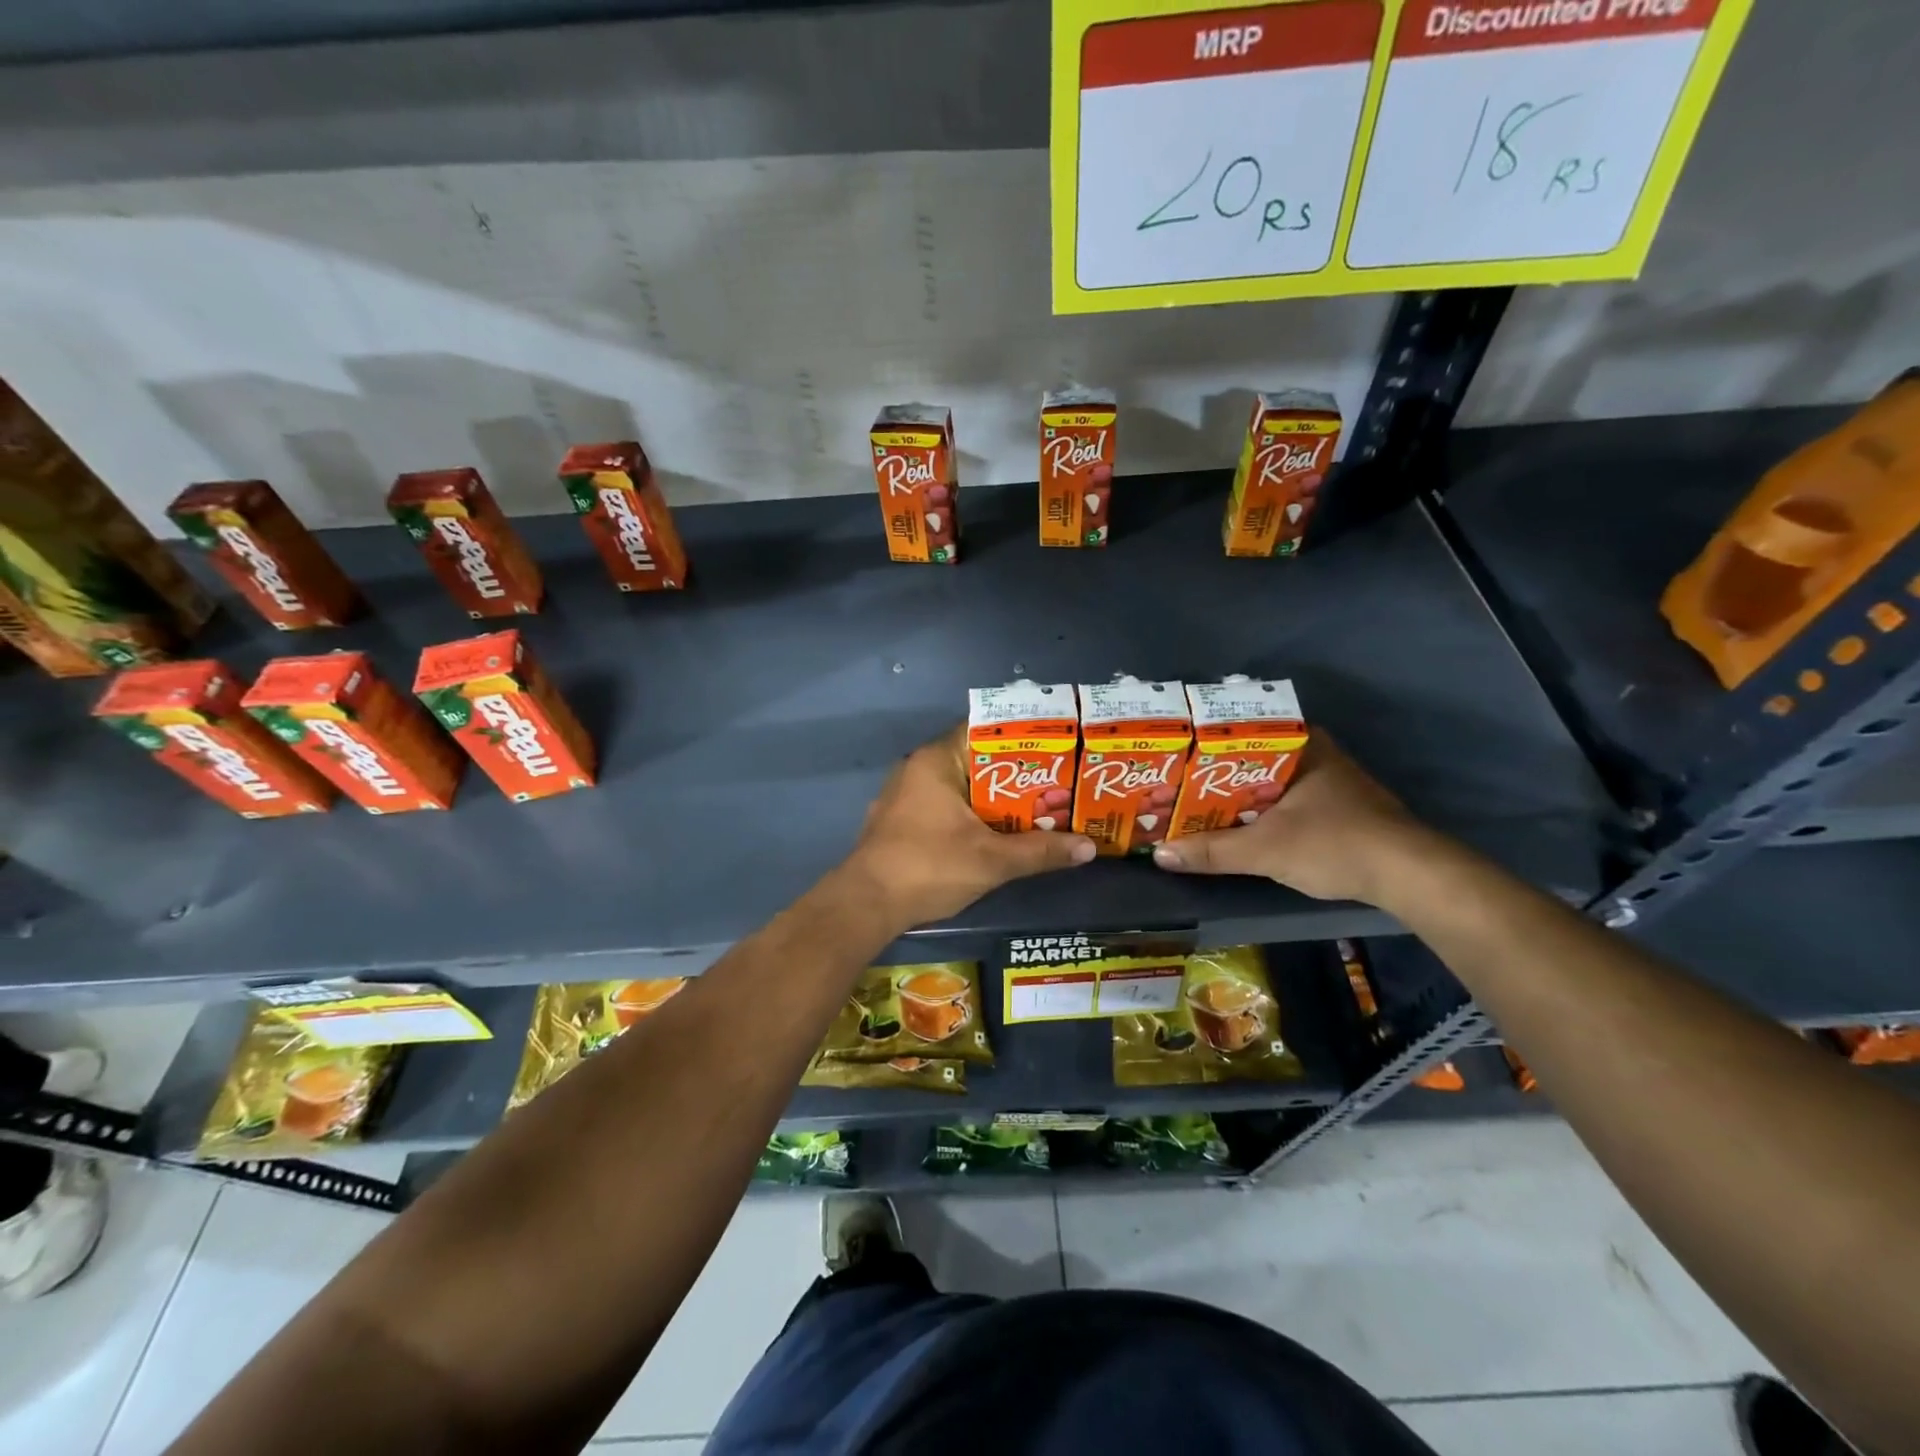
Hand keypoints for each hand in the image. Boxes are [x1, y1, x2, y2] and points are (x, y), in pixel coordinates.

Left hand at [844, 726, 1095, 928]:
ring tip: (1037, 807)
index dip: (1022, 737)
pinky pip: (944, 805)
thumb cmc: (929, 867)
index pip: (984, 729)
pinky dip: (971, 813)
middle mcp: (918, 768)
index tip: (1055, 747)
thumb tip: (1090, 847)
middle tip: (1056, 783)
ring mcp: (905, 795)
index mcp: (937, 760)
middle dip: (1015, 773)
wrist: (866, 905)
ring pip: (960, 786)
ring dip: (994, 797)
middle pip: (976, 759)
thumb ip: (1041, 851)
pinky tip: (997, 832)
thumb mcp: (992, 860)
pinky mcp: (900, 820)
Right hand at [1151, 735, 1425, 904]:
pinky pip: (1282, 798)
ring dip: (1234, 795)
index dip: (1200, 745)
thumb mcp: (1265, 849)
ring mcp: (1327, 779)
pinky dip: (1257, 809)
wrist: (1409, 876)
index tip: (1170, 758)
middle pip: (1248, 758)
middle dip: (1212, 774)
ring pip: (1265, 780)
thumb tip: (1159, 854)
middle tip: (1173, 785)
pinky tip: (1234, 824)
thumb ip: (1211, 851)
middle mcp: (1313, 752)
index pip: (1237, 731)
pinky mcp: (1335, 807)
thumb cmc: (1334, 844)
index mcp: (1299, 743)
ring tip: (1192, 805)